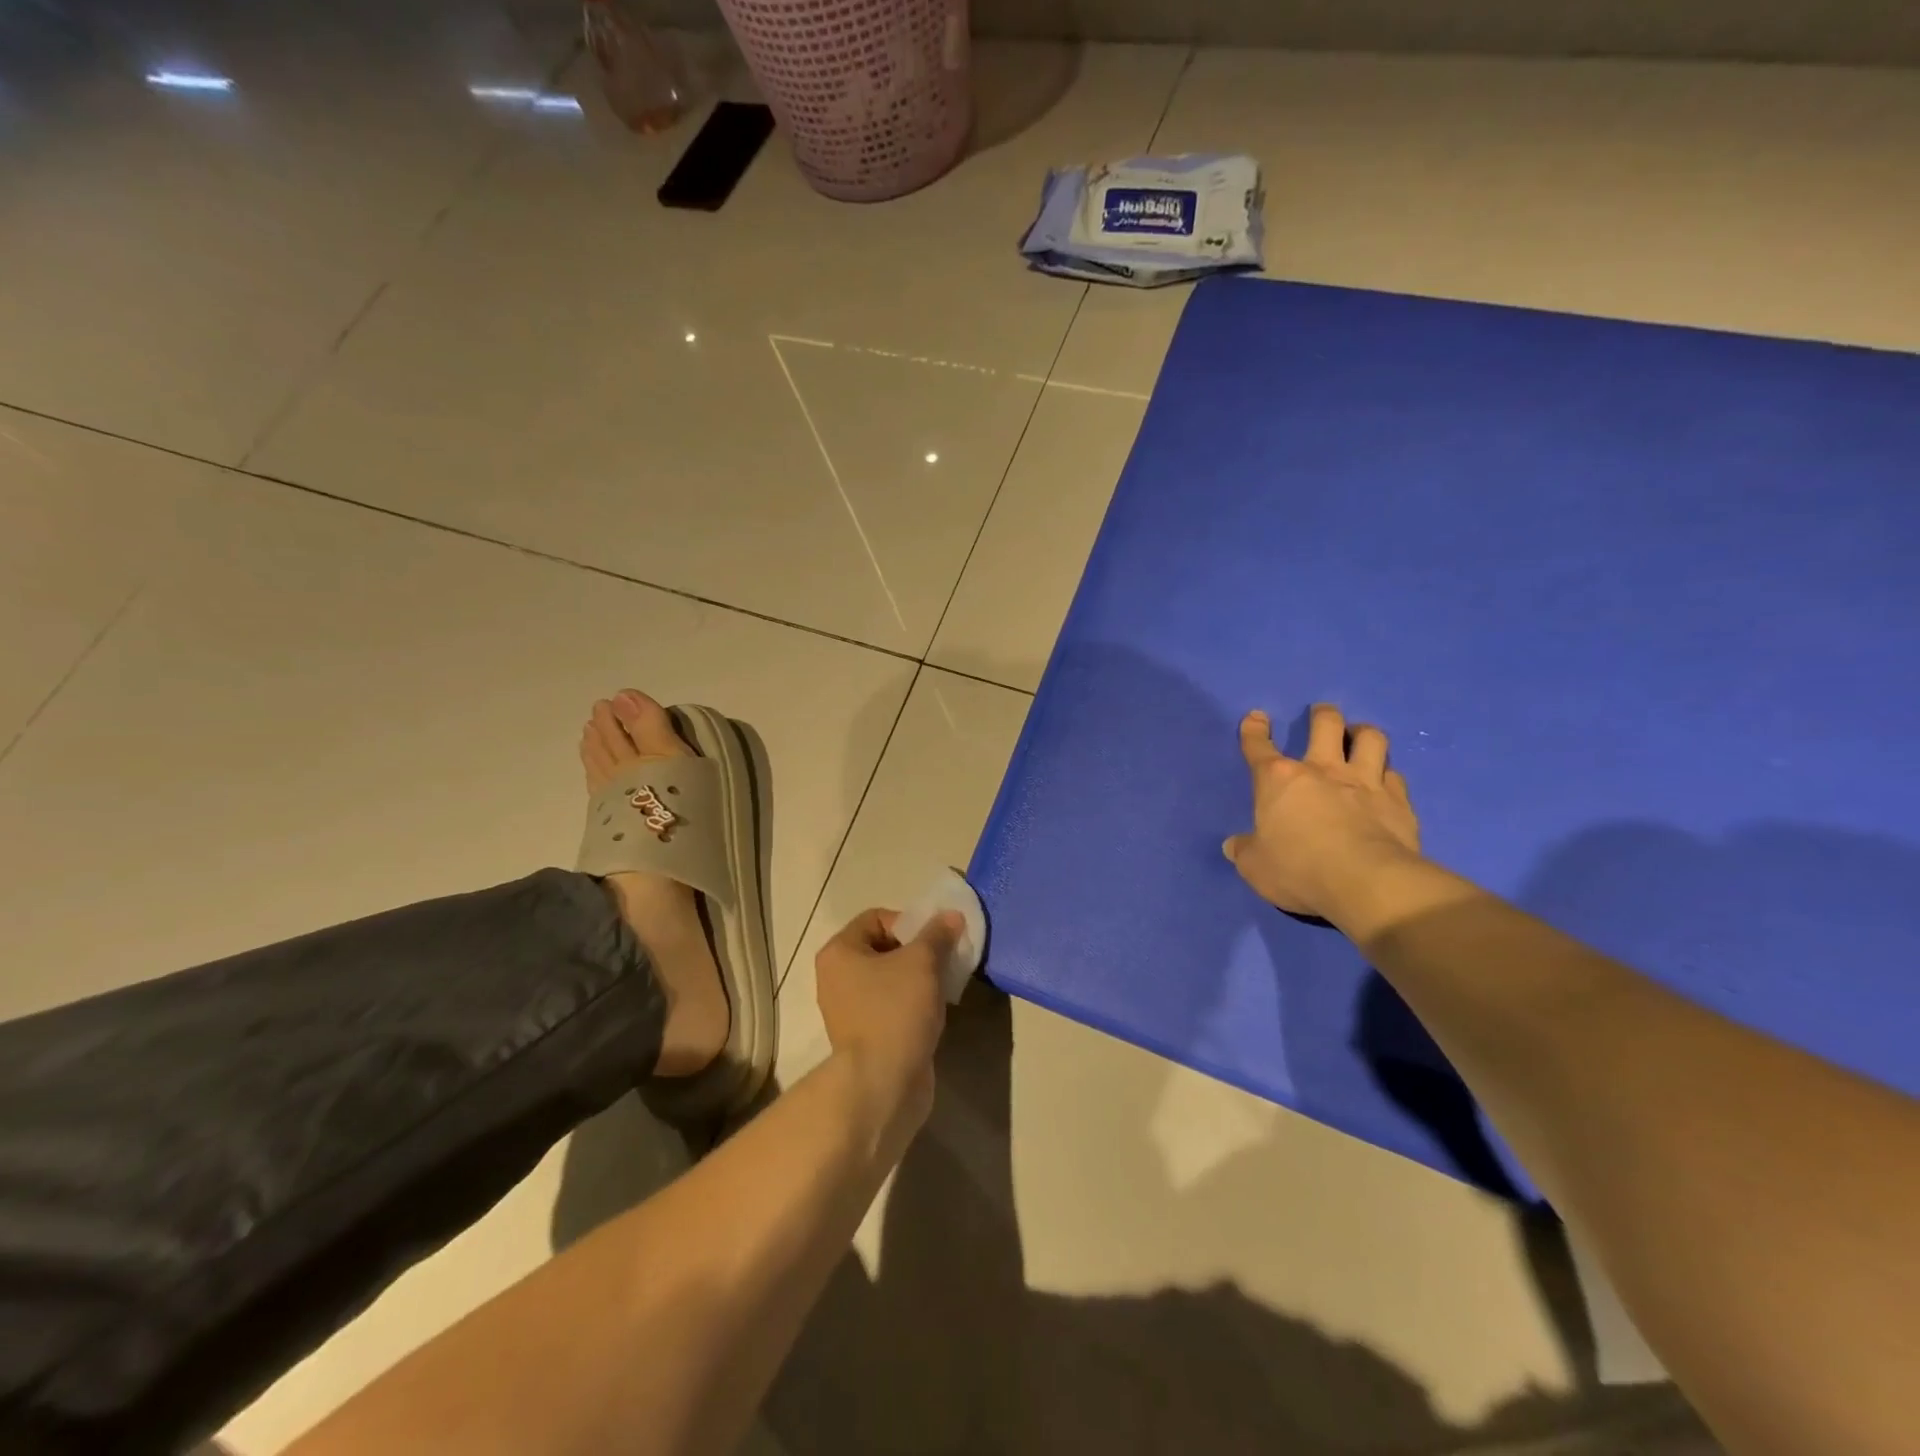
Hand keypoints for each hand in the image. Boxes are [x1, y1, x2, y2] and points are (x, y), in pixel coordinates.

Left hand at [814, 908, 958, 1133]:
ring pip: (890, 979)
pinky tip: (934, 1012)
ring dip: (918, 979)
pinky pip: (891, 1006)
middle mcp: (836, 977)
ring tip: (943, 987)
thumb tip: (951, 915)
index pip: (877, 918)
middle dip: (918, 951)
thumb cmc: (895, 1010)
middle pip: (884, 948)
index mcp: (839, 952)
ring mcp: (849, 1009)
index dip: (909, 923)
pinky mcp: (865, 1036)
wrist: (882, 1083)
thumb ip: (937, 934)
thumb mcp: (922, 962)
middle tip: (944, 962)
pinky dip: (913, 1004)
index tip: (934, 941)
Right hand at [1223, 704, 1421, 923]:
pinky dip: (1388, 775)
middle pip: (1326, 725)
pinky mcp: (1398, 802)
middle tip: (1321, 713)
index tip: (1255, 718)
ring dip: (1363, 733)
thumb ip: (1244, 851)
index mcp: (1279, 780)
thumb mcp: (1255, 867)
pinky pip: (1395, 776)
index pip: (1259, 747)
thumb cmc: (1299, 869)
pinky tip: (1386, 781)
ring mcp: (1365, 782)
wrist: (1367, 882)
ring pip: (1370, 739)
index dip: (1254, 731)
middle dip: (1322, 714)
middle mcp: (1322, 770)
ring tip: (1360, 735)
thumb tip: (1234, 846)